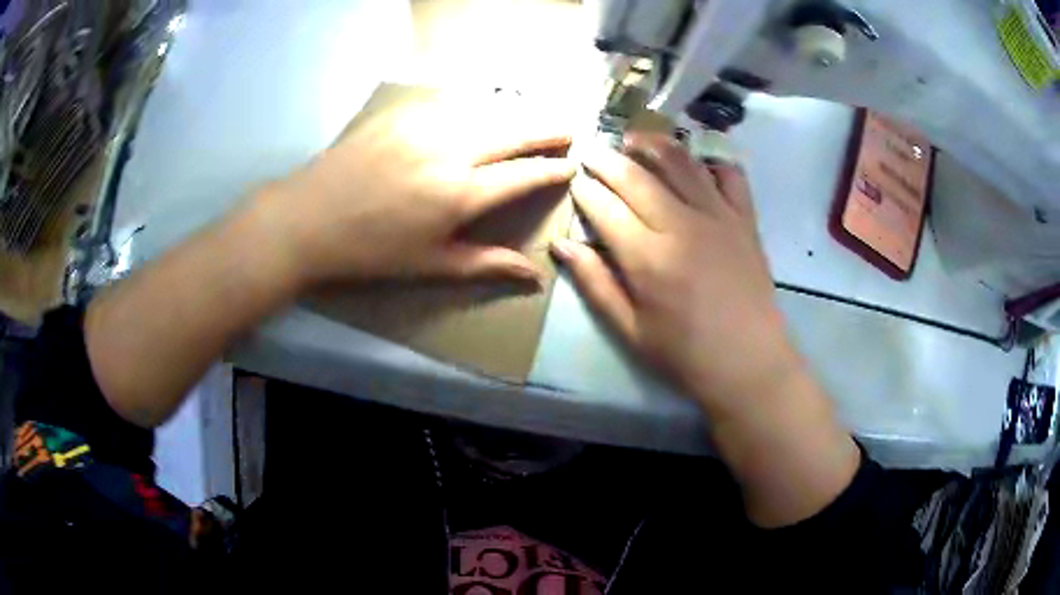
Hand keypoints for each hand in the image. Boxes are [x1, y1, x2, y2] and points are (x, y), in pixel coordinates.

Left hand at [245, 91, 575, 289]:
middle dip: (547, 129)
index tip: (571, 165)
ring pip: (487, 110)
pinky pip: (453, 102)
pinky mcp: (402, 112)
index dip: (553, 169)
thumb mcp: (431, 265)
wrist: (309, 219)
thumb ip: (487, 265)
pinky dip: (477, 106)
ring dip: (516, 113)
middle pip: (514, 131)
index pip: (524, 174)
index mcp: (460, 194)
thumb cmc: (371, 252)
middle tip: (568, 129)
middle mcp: (451, 151)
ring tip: (533, 119)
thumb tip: (537, 277)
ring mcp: (425, 125)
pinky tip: (483, 110)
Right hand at [551, 131, 799, 417]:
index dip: (584, 189)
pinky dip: (711, 161)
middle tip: (593, 151)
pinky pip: (729, 175)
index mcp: (647, 257)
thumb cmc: (685, 354)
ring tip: (635, 139)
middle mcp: (681, 225)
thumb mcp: (630, 330)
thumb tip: (562, 245)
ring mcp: (718, 216)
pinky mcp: (745, 219)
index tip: (573, 180)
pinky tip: (696, 163)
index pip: (604, 207)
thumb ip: (595, 283)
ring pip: (680, 162)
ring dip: (652, 144)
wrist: (749, 362)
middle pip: (636, 175)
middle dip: (607, 159)